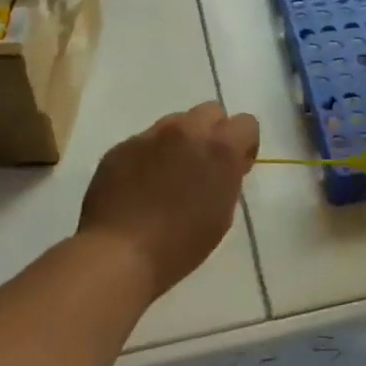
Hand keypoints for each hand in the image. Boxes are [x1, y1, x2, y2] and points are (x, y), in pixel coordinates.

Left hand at [79, 102, 259, 302]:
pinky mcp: (120, 147)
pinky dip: (149, 156)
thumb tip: (223, 166)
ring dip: (180, 140)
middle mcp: (186, 130)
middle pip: (210, 111)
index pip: (246, 123)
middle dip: (213, 132)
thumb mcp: (222, 214)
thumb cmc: (181, 244)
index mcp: (219, 148)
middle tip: (203, 165)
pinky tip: (140, 185)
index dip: (244, 145)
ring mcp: (150, 135)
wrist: (119, 254)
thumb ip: (227, 178)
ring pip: (175, 122)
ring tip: (169, 174)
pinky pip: (144, 141)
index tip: (236, 168)